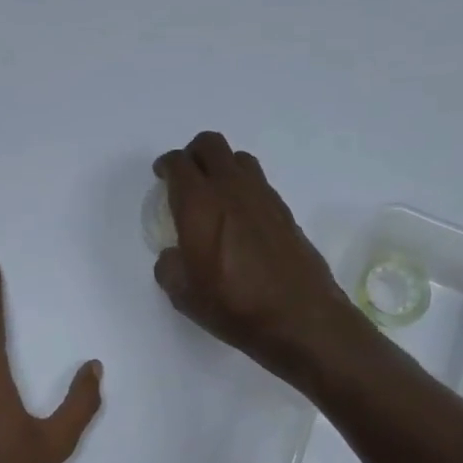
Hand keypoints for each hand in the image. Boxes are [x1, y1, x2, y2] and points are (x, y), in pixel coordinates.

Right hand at [152, 131, 370, 385]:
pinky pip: (258, 183)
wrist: (300, 317)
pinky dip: (244, 188)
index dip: (166, 165)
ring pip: (238, 159)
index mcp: (200, 203)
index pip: (179, 163)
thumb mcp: (184, 295)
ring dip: (222, 167)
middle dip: (193, 154)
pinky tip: (241, 218)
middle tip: (186, 177)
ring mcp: (263, 197)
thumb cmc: (234, 306)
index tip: (162, 177)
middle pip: (210, 145)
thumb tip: (174, 255)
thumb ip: (170, 266)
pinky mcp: (285, 211)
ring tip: (215, 194)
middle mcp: (232, 189)